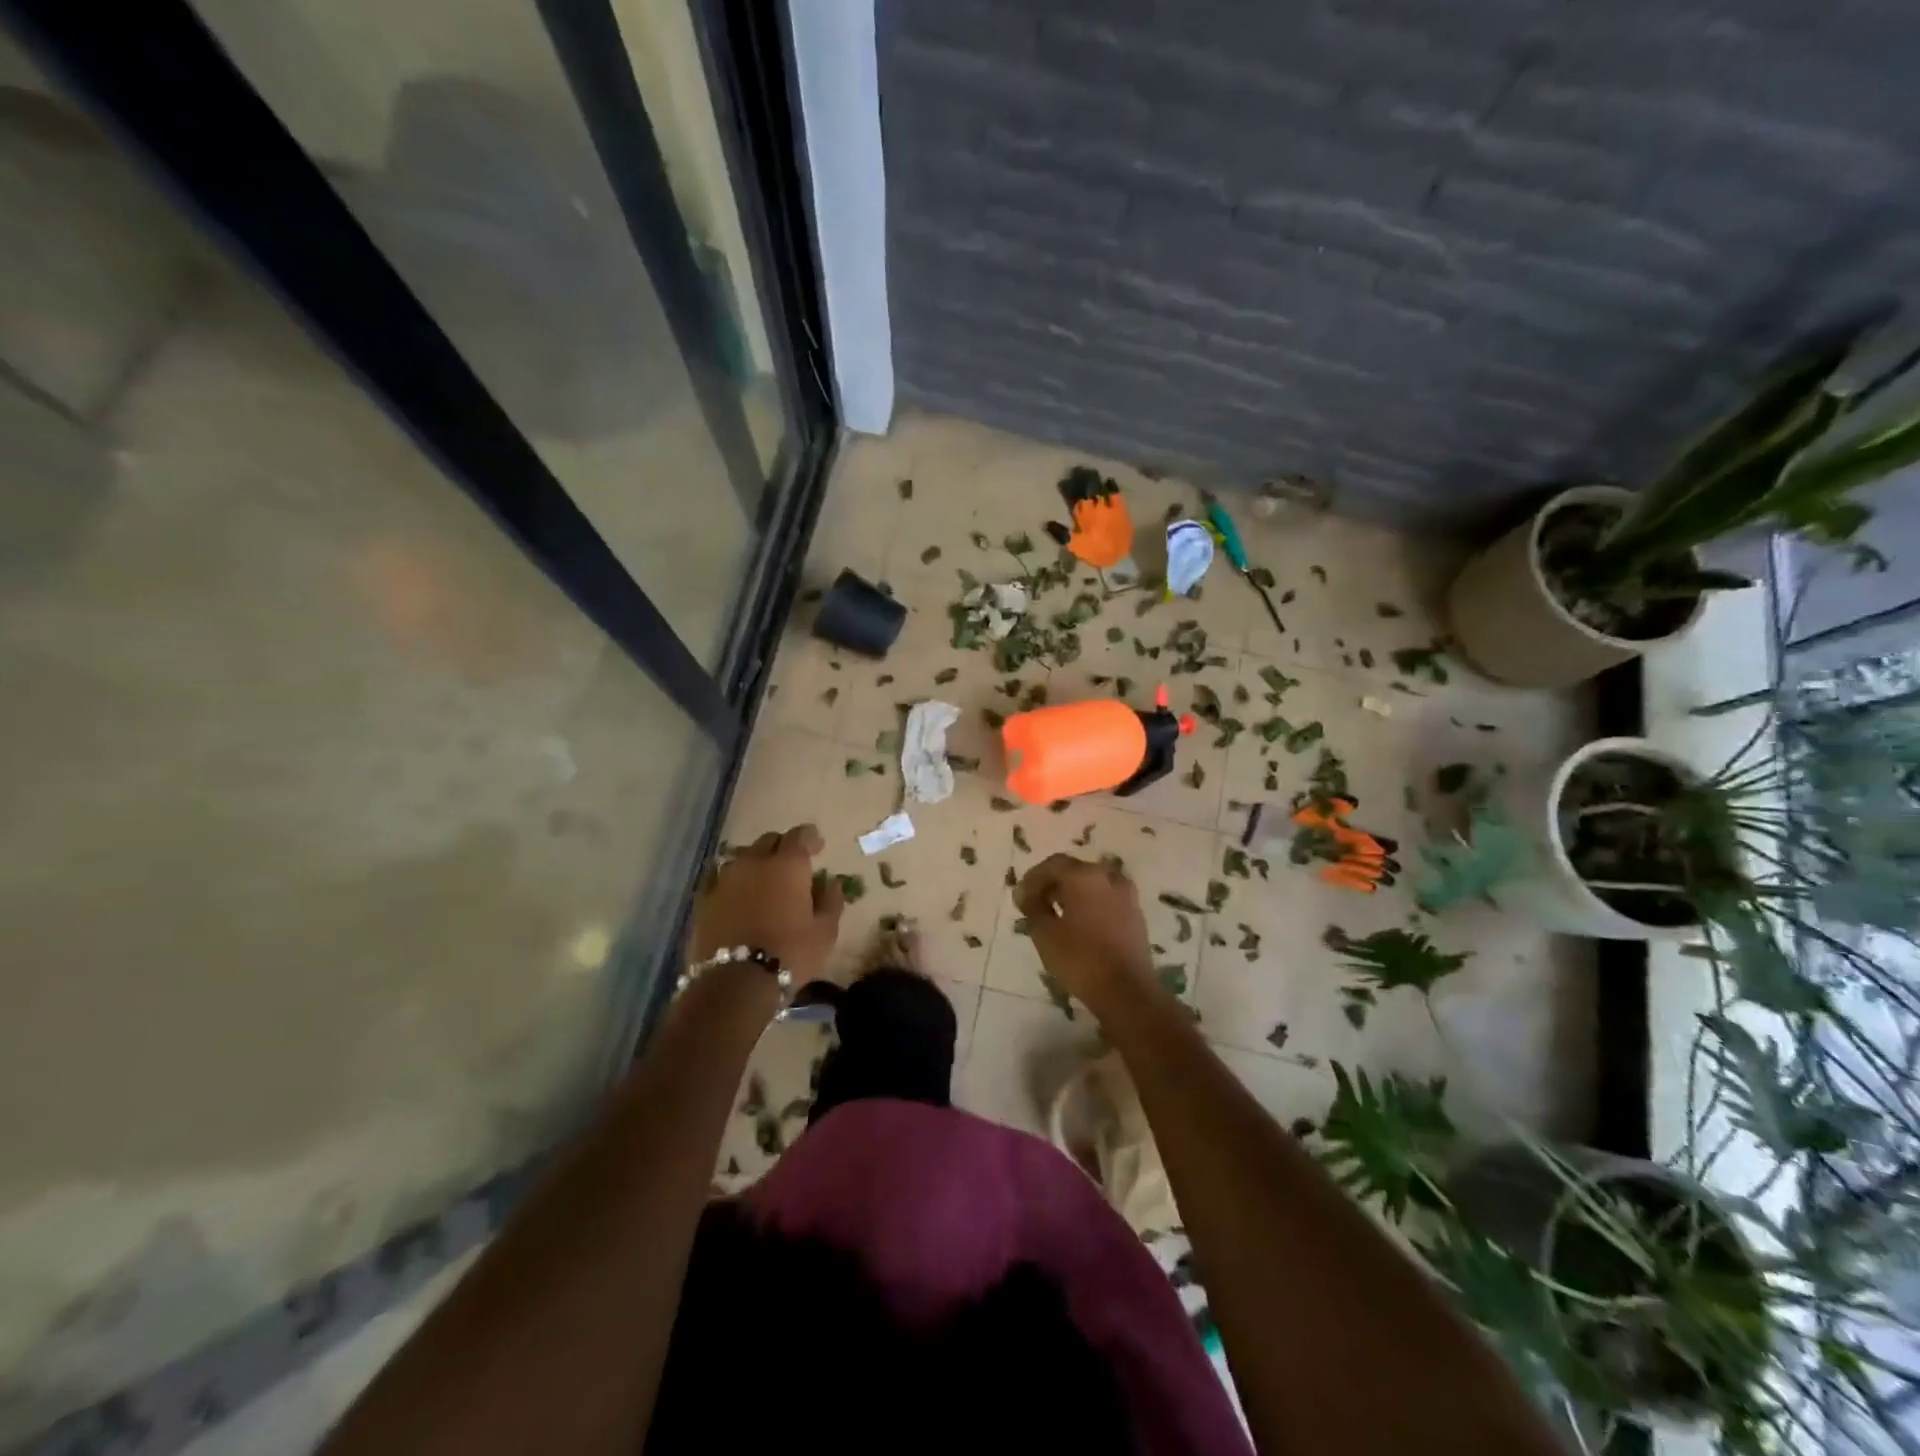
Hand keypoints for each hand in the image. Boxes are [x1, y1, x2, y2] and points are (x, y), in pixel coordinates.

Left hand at [691, 825, 842, 988]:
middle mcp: (754, 862)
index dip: (810, 838)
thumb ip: (831, 900)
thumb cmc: (790, 954)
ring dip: (755, 862)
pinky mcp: (704, 899)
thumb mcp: (825, 931)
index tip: (818, 847)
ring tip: (762, 879)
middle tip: (791, 865)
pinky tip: (736, 894)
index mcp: (787, 865)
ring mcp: (725, 879)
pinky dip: (732, 881)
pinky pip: (719, 879)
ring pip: (742, 857)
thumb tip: (831, 882)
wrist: (736, 983)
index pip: (800, 835)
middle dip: (782, 847)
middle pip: (768, 841)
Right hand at [1014, 854, 1154, 1006]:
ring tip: (1056, 915)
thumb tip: (1027, 894)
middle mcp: (1108, 876)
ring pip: (1092, 883)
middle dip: (1052, 884)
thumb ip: (1032, 907)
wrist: (1127, 991)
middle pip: (1074, 870)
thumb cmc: (1080, 959)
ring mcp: (1126, 894)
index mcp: (1084, 876)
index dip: (1033, 879)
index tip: (1020, 899)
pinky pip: (1106, 898)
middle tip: (1035, 904)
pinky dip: (1090, 903)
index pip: (1053, 864)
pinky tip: (1079, 924)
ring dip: (1072, 893)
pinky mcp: (1135, 913)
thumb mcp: (1044, 933)